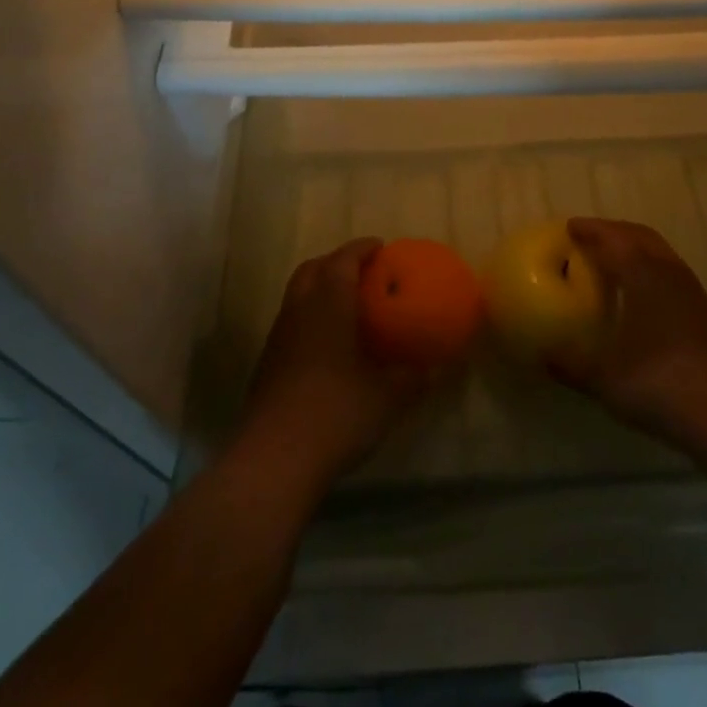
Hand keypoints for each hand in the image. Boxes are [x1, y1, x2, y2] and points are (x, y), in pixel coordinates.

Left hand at [237, 239, 428, 491]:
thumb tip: (439, 367)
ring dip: (319, 290)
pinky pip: (290, 323)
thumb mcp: (387, 398)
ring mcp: (278, 337)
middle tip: (362, 272)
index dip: (361, 249)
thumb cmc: (336, 413)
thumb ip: (414, 378)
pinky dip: (309, 319)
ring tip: (346, 306)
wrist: (274, 459)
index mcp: (328, 303)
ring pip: (297, 295)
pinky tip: (327, 346)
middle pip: (313, 269)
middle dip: (336, 262)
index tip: (380, 247)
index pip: (343, 259)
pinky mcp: (267, 365)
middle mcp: (299, 310)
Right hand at [550, 218, 706, 459]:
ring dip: (635, 248)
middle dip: (613, 231)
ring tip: (615, 260)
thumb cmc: (660, 385)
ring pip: (660, 252)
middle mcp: (669, 272)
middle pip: (639, 236)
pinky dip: (651, 268)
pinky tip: (643, 294)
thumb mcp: (605, 380)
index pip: (612, 239)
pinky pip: (672, 273)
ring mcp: (693, 291)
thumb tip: (542, 358)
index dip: (589, 230)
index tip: (570, 227)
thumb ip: (571, 366)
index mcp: (642, 274)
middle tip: (589, 237)